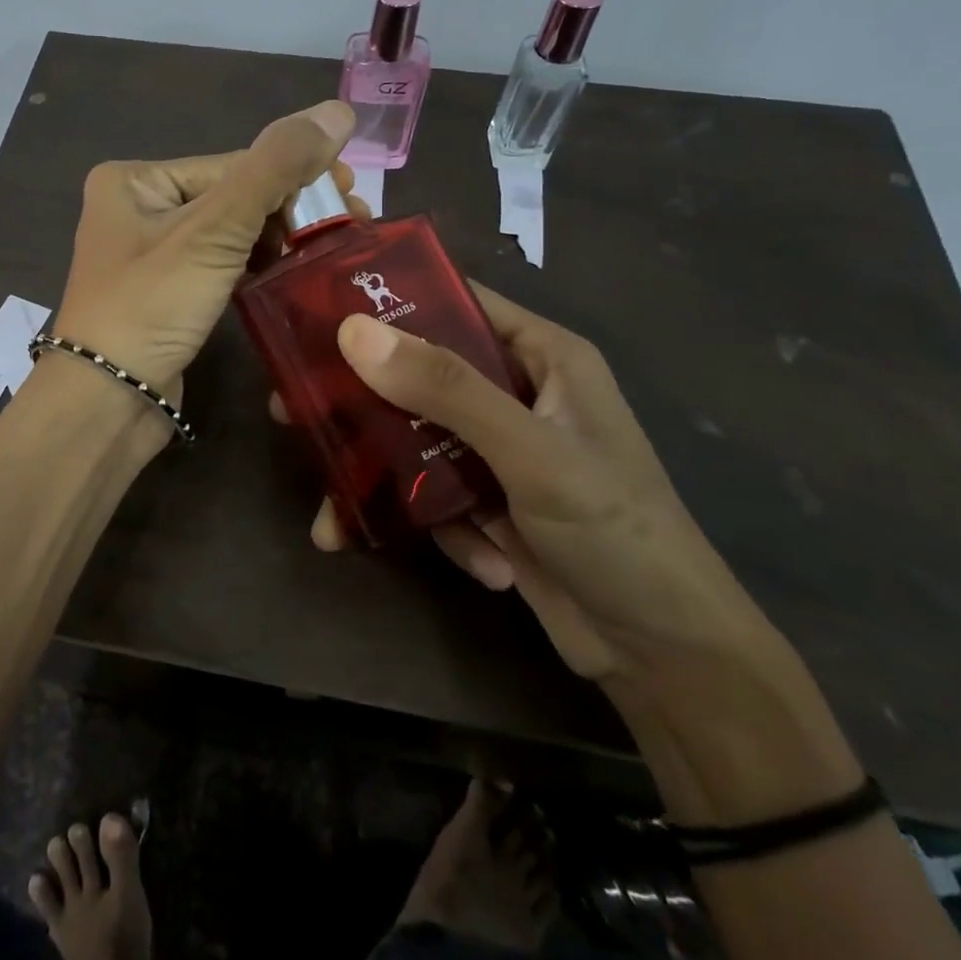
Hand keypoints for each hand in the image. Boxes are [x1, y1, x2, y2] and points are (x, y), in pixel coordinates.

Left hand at [50, 100, 358, 406]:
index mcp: (135, 179)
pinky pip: (221, 264)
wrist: (106, 403)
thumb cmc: (151, 305)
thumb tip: (338, 110)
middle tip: (354, 221)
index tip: (353, 193)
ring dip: (280, 238)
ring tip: (333, 248)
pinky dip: (257, 265)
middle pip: (233, 196)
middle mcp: (137, 207)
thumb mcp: (214, 230)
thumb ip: (276, 168)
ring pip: (231, 232)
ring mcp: (151, 253)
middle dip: (292, 209)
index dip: (295, 177)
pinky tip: (294, 271)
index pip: (233, 164)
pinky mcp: (167, 292)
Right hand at [305, 282, 768, 686]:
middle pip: (419, 373)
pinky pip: (435, 491)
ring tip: (329, 513)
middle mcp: (517, 392)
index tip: (318, 312)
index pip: (454, 302)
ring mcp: (501, 450)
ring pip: (415, 438)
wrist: (670, 659)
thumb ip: (446, 389)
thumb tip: (354, 331)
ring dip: (382, 477)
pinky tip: (476, 561)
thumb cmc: (616, 531)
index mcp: (541, 356)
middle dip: (361, 399)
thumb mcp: (531, 451)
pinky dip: (437, 523)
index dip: (389, 300)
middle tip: (290, 408)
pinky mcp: (491, 501)